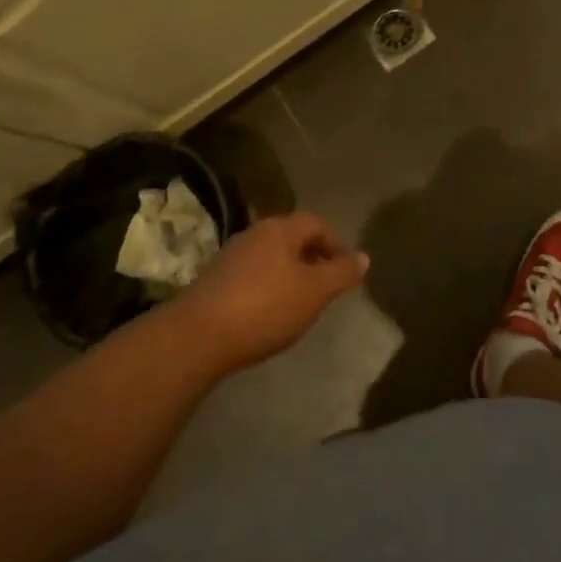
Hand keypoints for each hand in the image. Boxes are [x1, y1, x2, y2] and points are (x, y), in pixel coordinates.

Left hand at [176, 212, 368, 371]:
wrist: (196, 337)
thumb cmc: (265, 308)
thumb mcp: (314, 292)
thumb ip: (342, 273)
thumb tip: (364, 257)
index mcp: (280, 229)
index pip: (316, 224)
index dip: (335, 244)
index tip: (345, 271)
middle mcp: (254, 233)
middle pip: (292, 238)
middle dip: (312, 259)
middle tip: (325, 287)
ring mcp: (230, 256)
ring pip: (270, 257)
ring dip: (288, 274)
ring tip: (298, 303)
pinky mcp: (213, 281)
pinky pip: (251, 275)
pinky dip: (266, 287)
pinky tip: (267, 314)